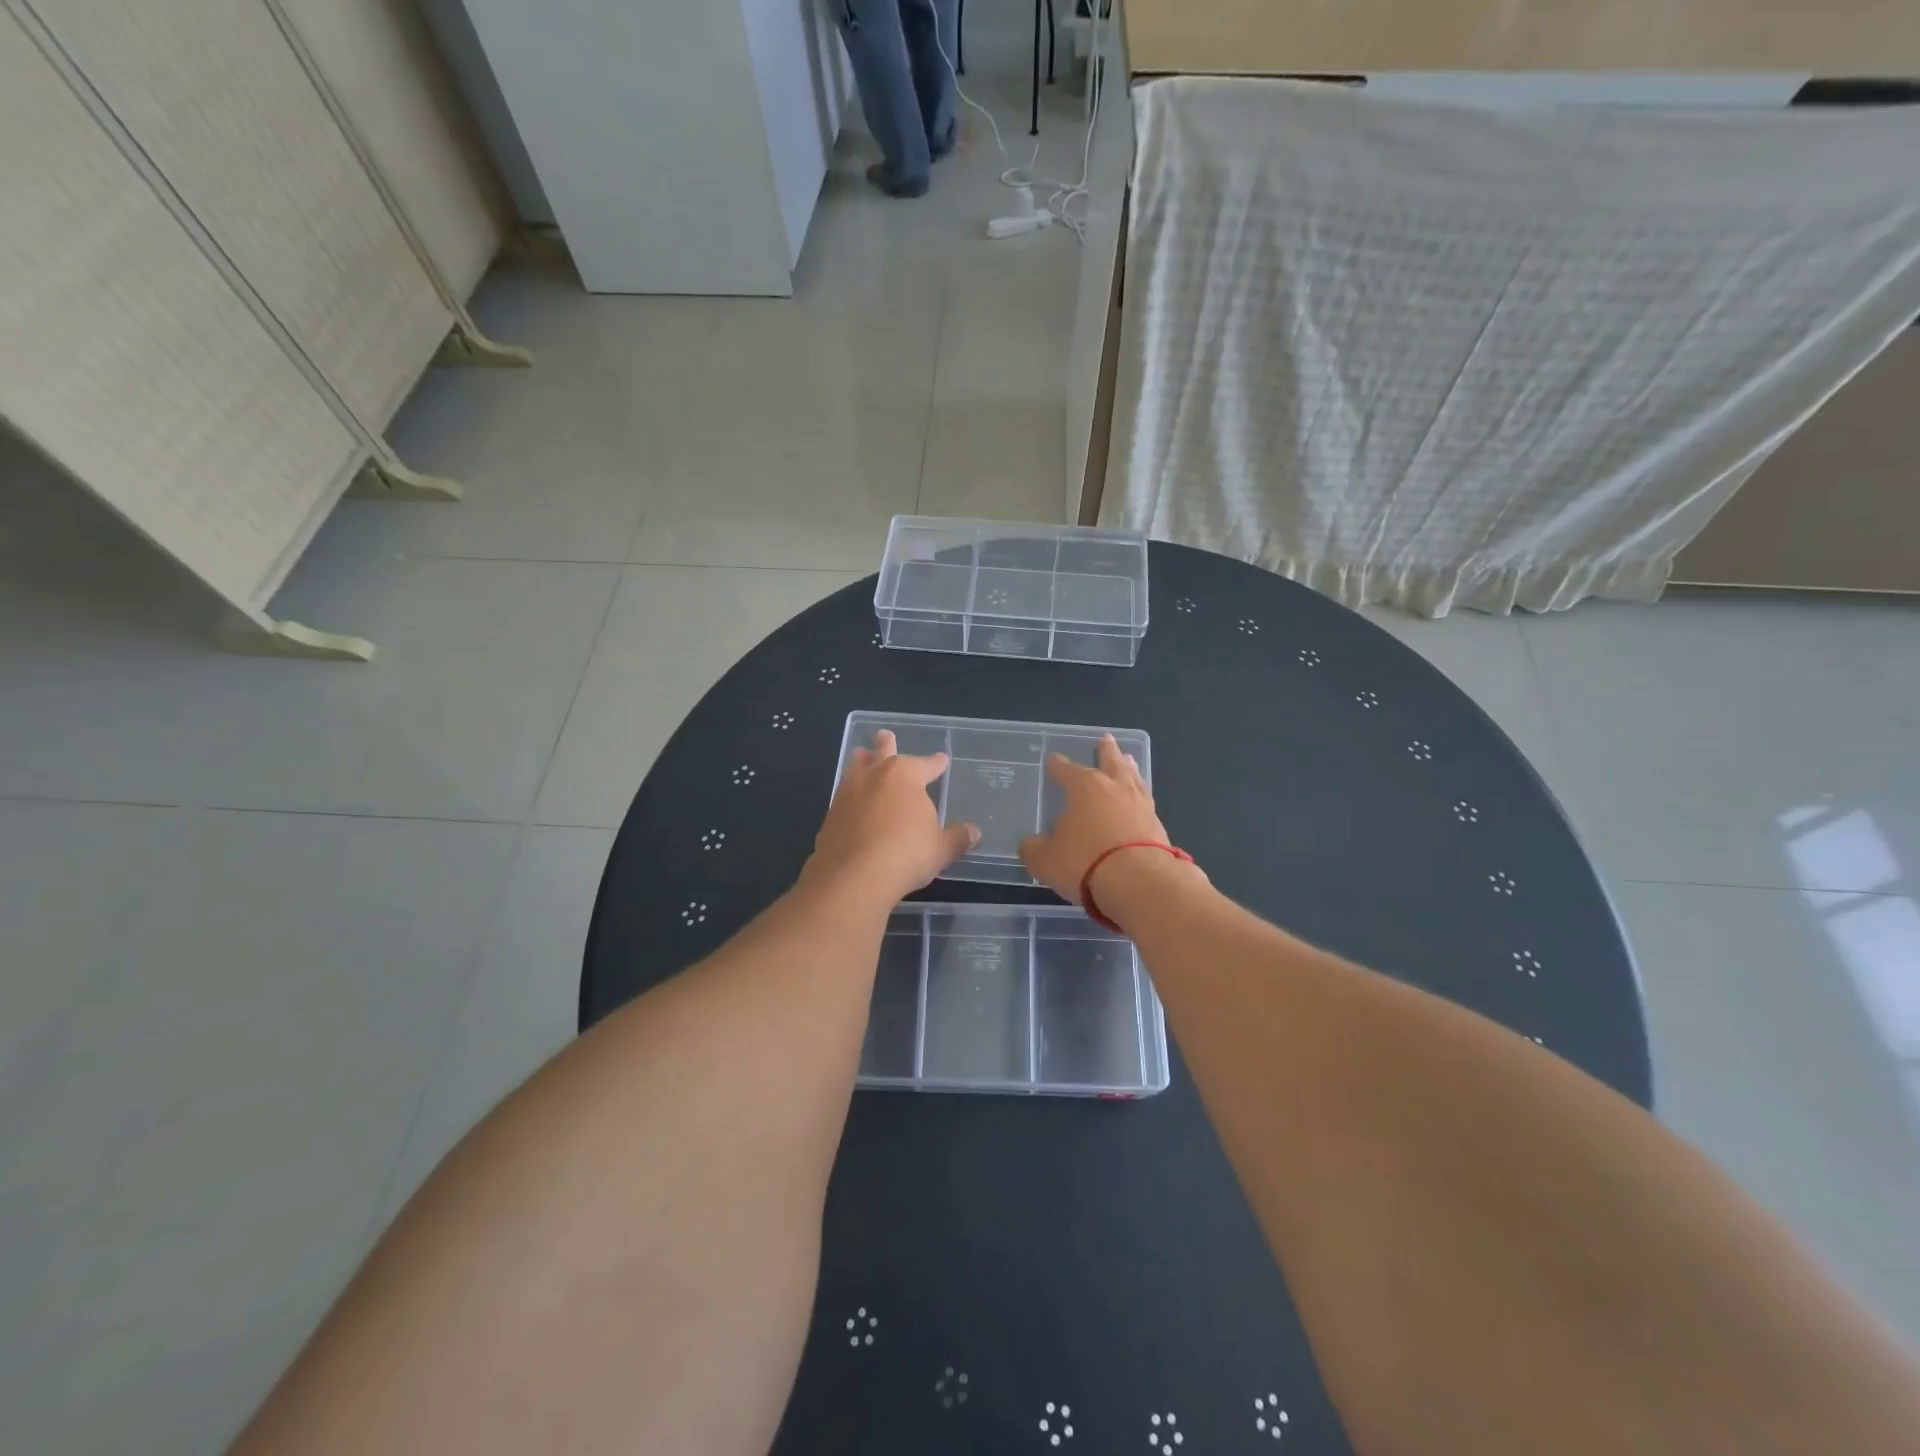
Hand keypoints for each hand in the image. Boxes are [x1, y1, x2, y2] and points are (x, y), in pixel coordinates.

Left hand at [806, 730, 978, 906]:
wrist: (853, 877)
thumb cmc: (906, 854)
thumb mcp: (941, 849)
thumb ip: (957, 838)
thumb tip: (974, 833)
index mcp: (905, 775)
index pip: (926, 764)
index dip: (936, 763)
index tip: (942, 760)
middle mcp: (874, 775)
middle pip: (882, 753)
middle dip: (886, 745)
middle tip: (885, 735)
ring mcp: (847, 793)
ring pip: (855, 767)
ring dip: (862, 762)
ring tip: (862, 757)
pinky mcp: (830, 814)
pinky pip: (844, 795)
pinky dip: (851, 794)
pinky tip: (853, 802)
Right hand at [1019, 735, 1176, 903]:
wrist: (1140, 882)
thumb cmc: (1085, 862)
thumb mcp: (1045, 859)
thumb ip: (1033, 848)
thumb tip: (1029, 843)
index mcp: (1084, 787)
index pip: (1066, 770)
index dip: (1057, 765)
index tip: (1053, 760)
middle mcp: (1114, 787)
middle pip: (1110, 761)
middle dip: (1105, 750)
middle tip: (1106, 738)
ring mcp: (1140, 804)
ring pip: (1133, 777)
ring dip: (1128, 767)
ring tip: (1128, 760)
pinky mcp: (1158, 825)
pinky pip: (1145, 801)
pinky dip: (1140, 796)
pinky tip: (1139, 799)